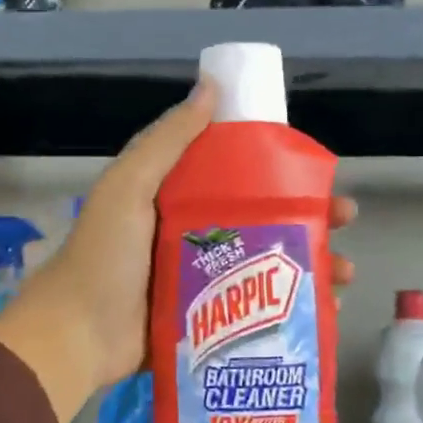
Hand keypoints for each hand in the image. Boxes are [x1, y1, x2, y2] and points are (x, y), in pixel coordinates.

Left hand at [0, 82, 356, 422]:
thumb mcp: (129, 187)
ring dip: (308, 267)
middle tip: (345, 222)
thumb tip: (210, 87)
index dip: (279, 172)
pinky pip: (256, 311)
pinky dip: (290, 311)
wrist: (77, 335)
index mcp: (176, 200)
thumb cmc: (105, 256)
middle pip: (262, 222)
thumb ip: (166, 141)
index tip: (317, 174)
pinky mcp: (207, 323)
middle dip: (307, 221)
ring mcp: (202, 283)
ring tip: (344, 275)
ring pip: (267, 268)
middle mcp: (193, 236)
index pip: (238, 177)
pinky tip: (324, 312)